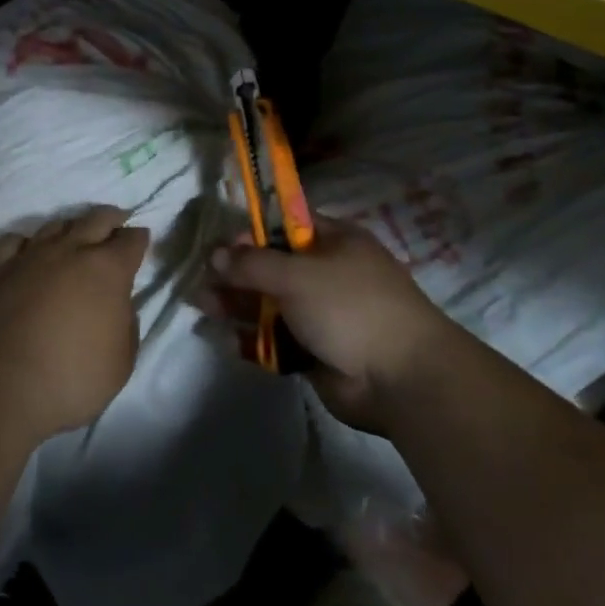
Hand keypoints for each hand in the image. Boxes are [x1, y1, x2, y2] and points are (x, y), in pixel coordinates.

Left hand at [0, 205, 149, 440]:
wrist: (3, 388)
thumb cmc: (73, 378)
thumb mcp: (122, 361)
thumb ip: (126, 324)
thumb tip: (118, 305)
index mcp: (107, 270)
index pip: (131, 240)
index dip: (139, 239)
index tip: (141, 240)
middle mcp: (70, 252)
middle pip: (96, 219)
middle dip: (111, 218)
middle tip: (117, 222)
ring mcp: (29, 257)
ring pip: (55, 225)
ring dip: (71, 227)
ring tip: (74, 237)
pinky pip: (11, 242)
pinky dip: (25, 242)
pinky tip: (28, 250)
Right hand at [200, 218, 452, 431]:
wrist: (400, 378)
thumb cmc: (350, 307)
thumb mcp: (297, 274)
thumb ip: (252, 264)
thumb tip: (217, 254)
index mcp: (334, 241)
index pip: (285, 227)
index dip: (252, 233)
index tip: (221, 245)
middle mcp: (327, 273)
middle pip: (272, 267)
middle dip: (237, 273)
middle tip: (204, 281)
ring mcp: (321, 314)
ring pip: (270, 304)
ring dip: (237, 305)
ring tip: (204, 307)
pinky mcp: (314, 351)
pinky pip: (276, 338)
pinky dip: (253, 339)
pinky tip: (227, 340)